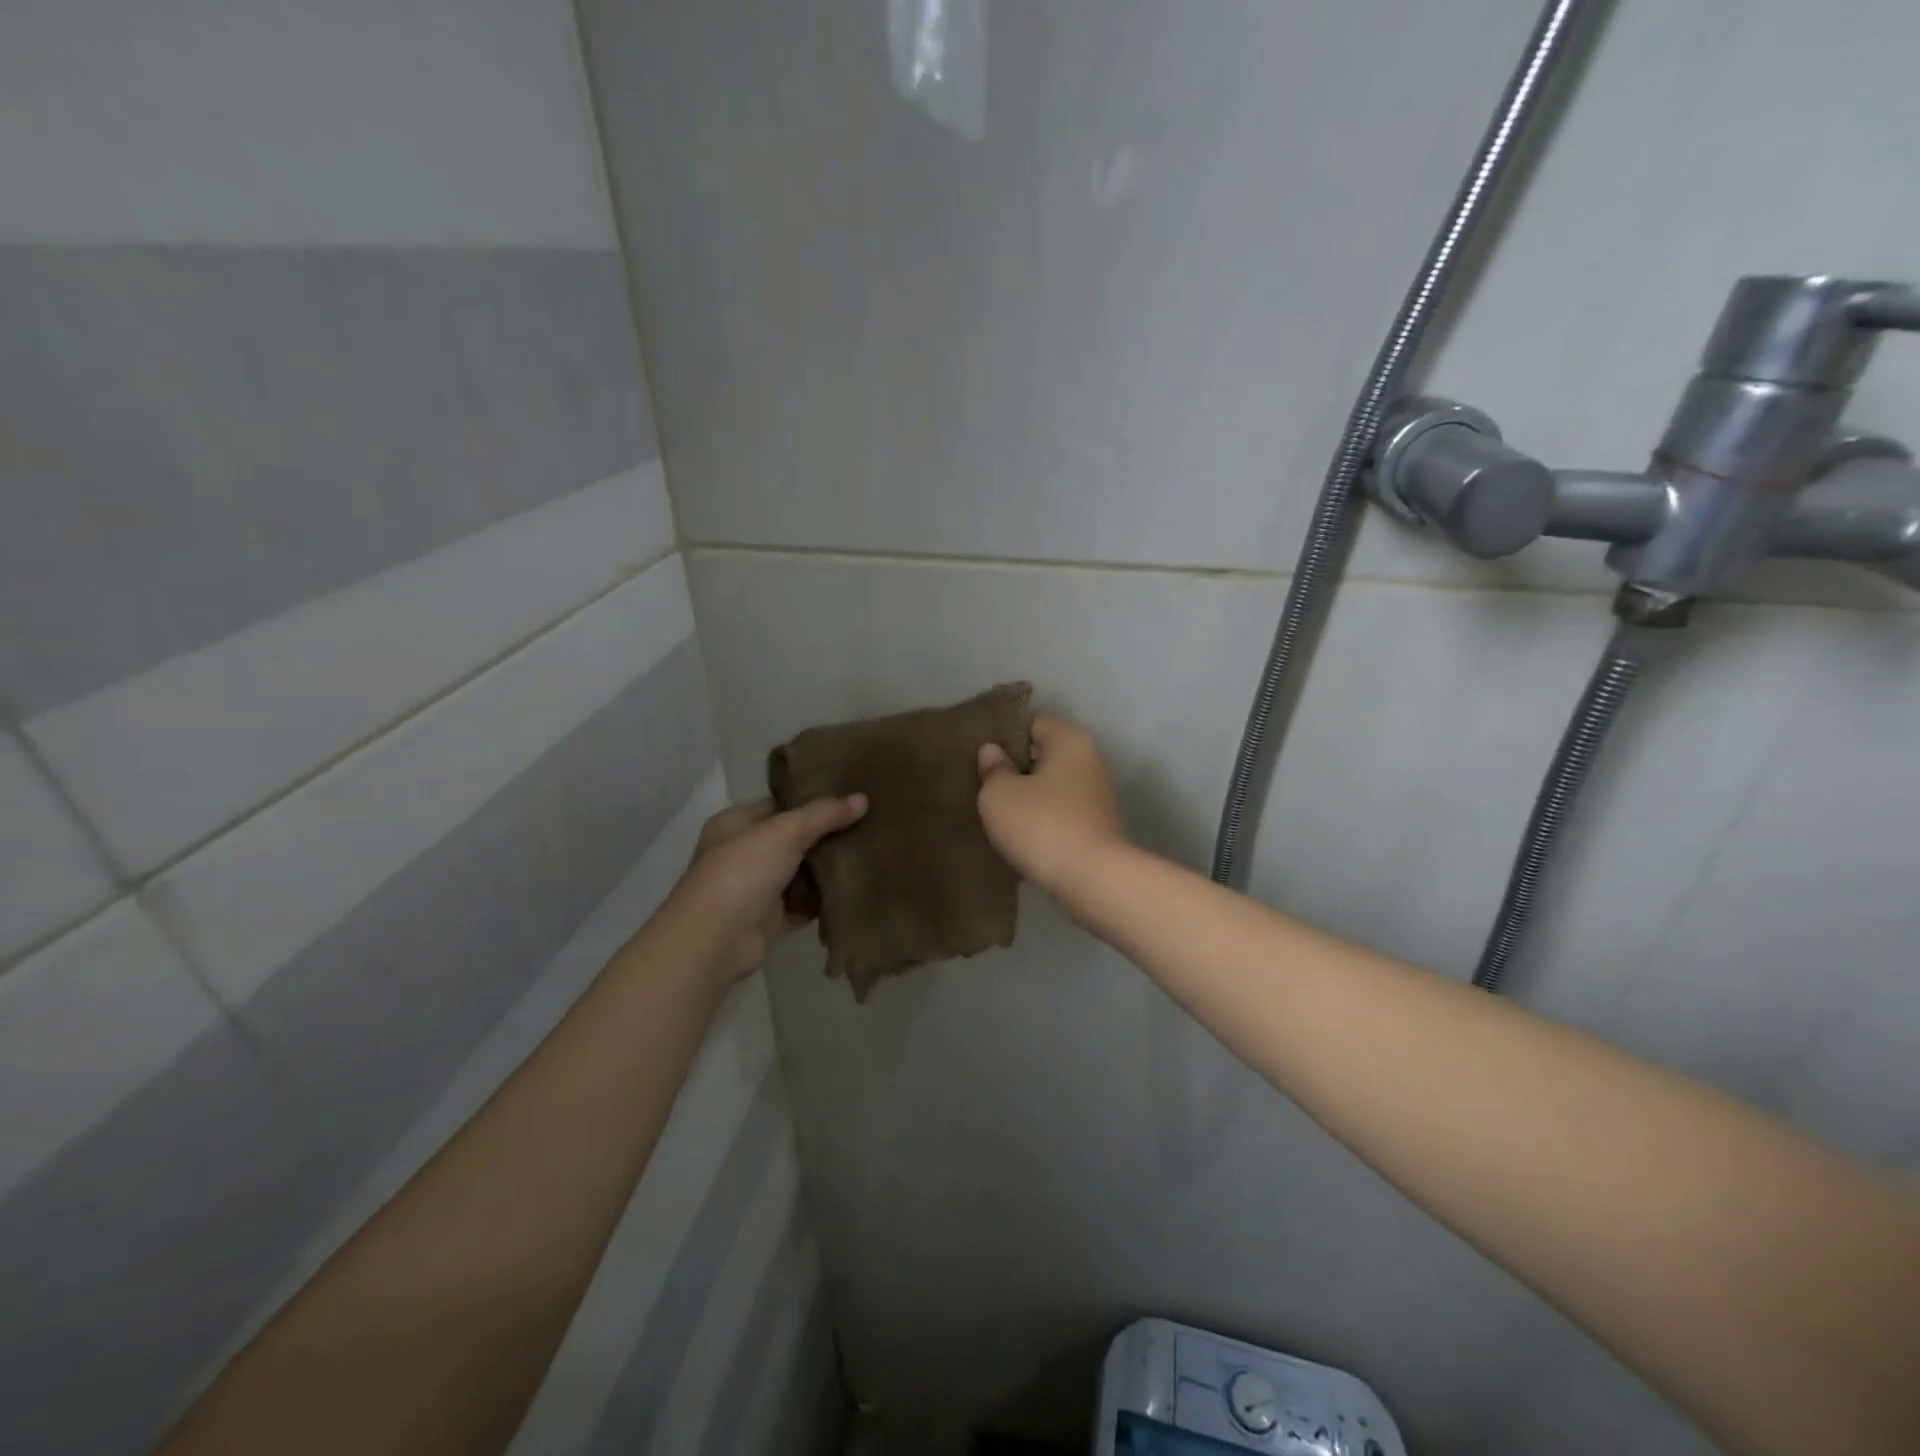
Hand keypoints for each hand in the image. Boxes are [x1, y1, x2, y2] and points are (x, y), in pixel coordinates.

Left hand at [661, 794, 866, 982]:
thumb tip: (863, 799)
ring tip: (867, 854)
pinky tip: (854, 889)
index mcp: (736, 824)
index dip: (810, 801)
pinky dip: (824, 901)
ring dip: (827, 869)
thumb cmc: (743, 870)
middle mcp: (743, 854)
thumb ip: (824, 814)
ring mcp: (756, 889)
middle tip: (866, 825)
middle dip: (825, 836)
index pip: (778, 805)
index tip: (847, 798)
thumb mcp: (786, 831)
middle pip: (792, 839)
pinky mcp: (770, 920)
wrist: (716, 939)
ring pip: (800, 873)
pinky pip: (804, 905)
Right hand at [976, 714, 1128, 897]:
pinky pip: (1060, 813)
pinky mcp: (1097, 826)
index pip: (1032, 722)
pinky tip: (1019, 837)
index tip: (979, 756)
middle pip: (1044, 754)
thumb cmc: (1042, 825)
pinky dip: (1042, 821)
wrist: (1092, 881)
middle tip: (981, 785)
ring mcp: (1097, 795)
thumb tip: (993, 752)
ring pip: (1051, 787)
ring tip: (995, 813)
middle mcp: (1090, 760)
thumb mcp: (999, 795)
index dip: (1003, 736)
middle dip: (1014, 768)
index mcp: (1069, 740)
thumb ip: (992, 769)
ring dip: (1027, 798)